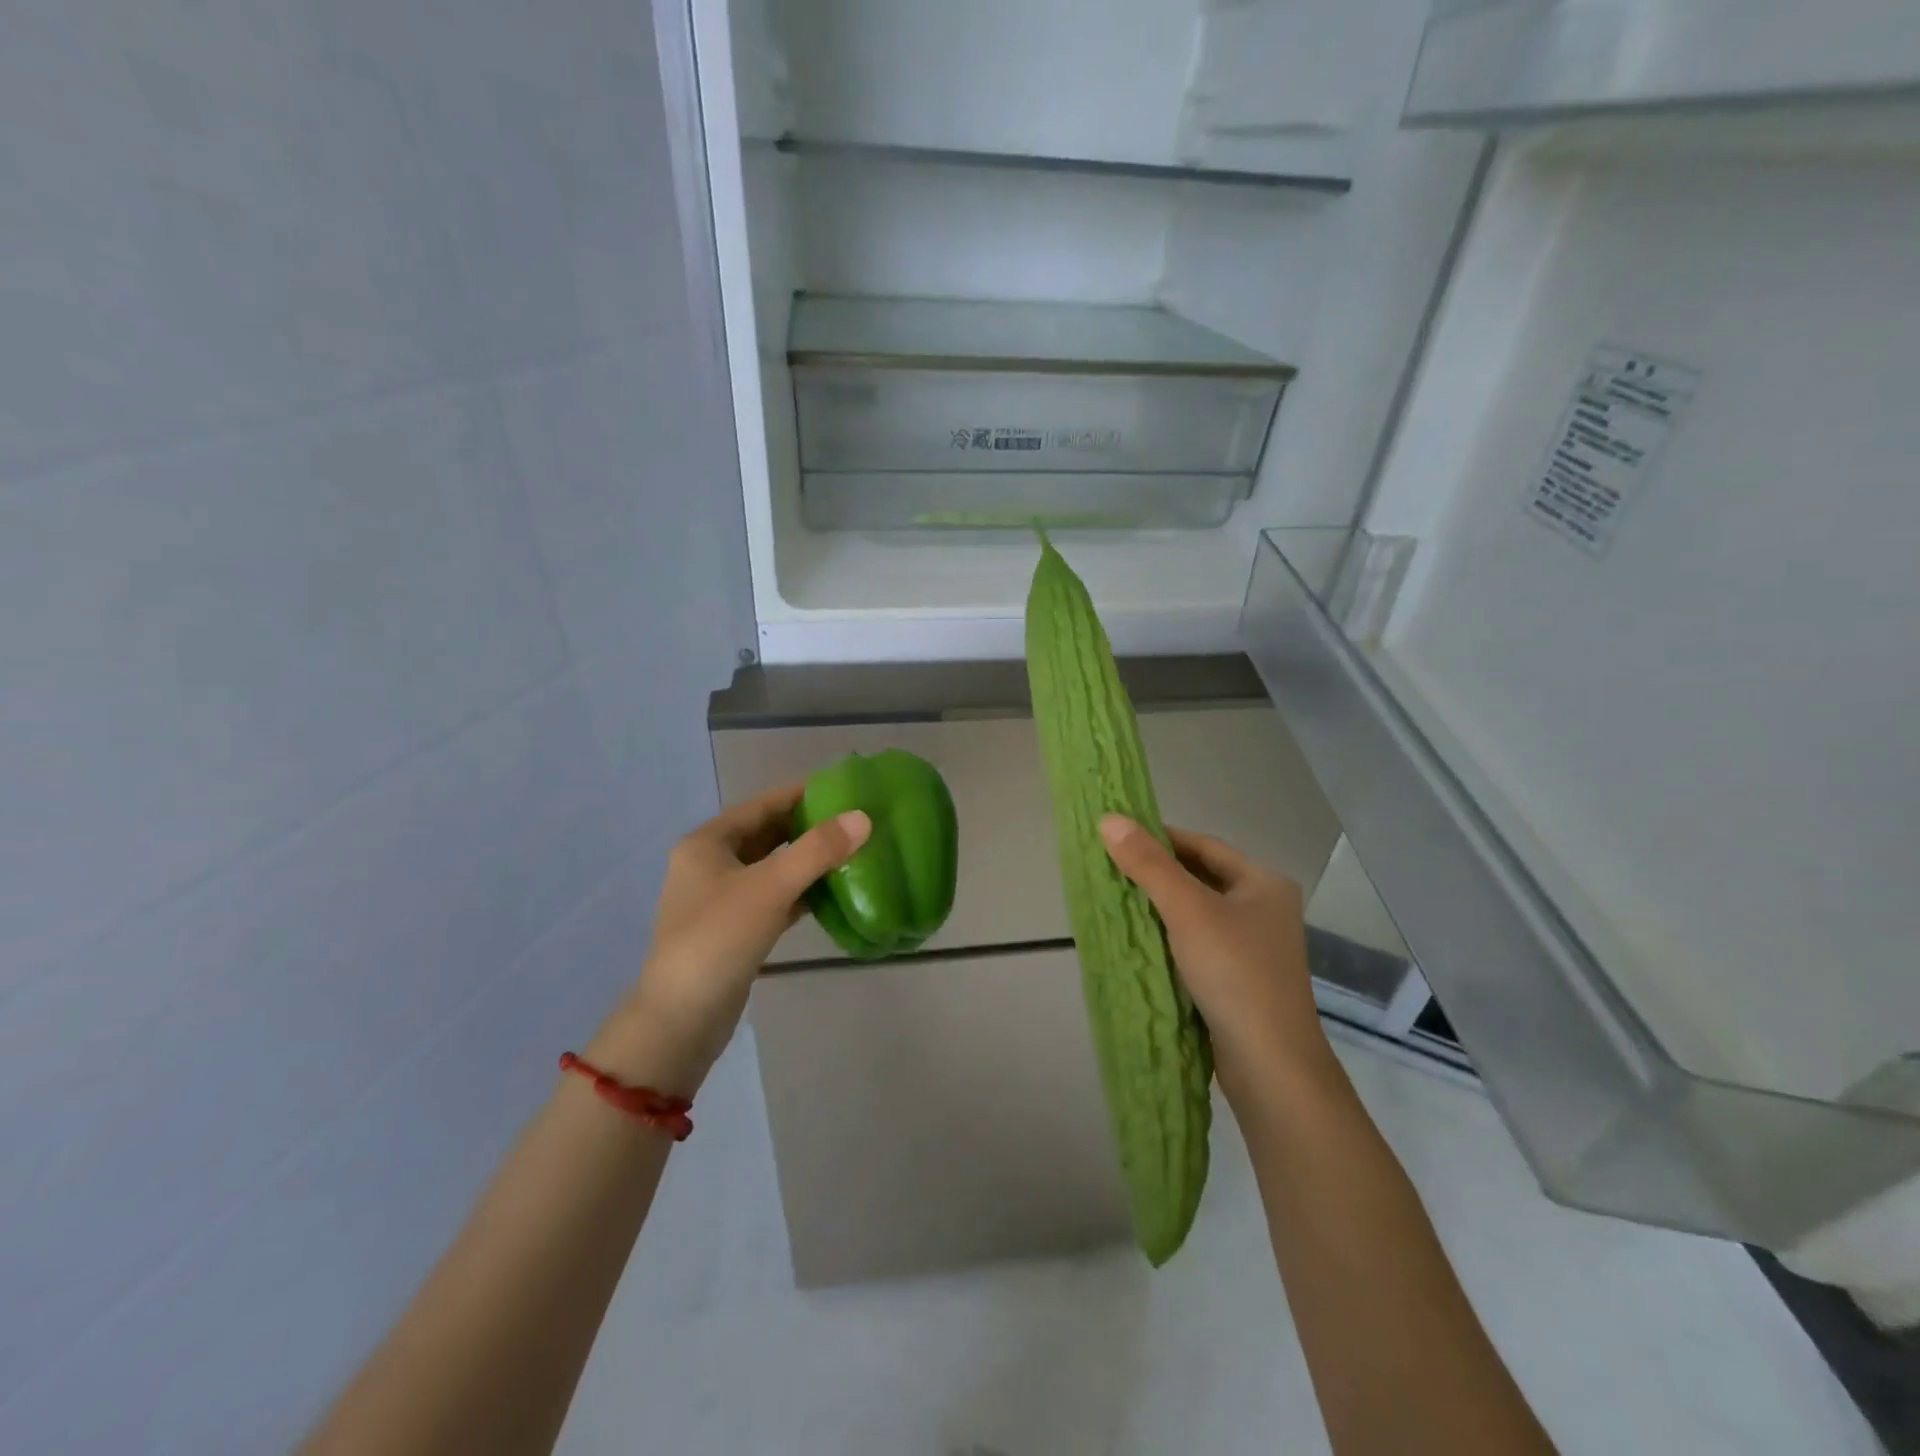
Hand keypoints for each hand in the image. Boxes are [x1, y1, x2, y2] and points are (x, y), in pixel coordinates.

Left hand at [591, 786, 869, 1093]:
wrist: (680, 1019)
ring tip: (850, 850)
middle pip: (766, 834)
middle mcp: (709, 865)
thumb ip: (817, 850)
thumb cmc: (718, 939)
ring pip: (771, 868)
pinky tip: (832, 891)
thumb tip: (863, 817)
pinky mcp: (734, 930)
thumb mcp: (770, 887)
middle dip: (807, 827)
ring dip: (806, 860)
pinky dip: (799, 892)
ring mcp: (720, 900)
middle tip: (853, 820)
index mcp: (707, 843)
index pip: (762, 805)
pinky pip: (773, 898)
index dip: (801, 794)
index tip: (842, 787)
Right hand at [1099, 815, 1331, 1095]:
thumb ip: (1148, 864)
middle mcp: (1263, 909)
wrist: (1270, 1065)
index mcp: (1263, 882)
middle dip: (1156, 874)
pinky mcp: (1239, 979)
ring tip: (1116, 902)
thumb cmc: (1234, 972)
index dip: (1160, 838)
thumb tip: (1109, 818)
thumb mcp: (1187, 910)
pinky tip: (1139, 941)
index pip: (1203, 845)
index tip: (1118, 840)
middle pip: (1200, 877)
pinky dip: (1169, 938)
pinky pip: (1197, 943)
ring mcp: (1253, 946)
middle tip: (1110, 871)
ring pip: (1196, 913)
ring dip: (1159, 907)